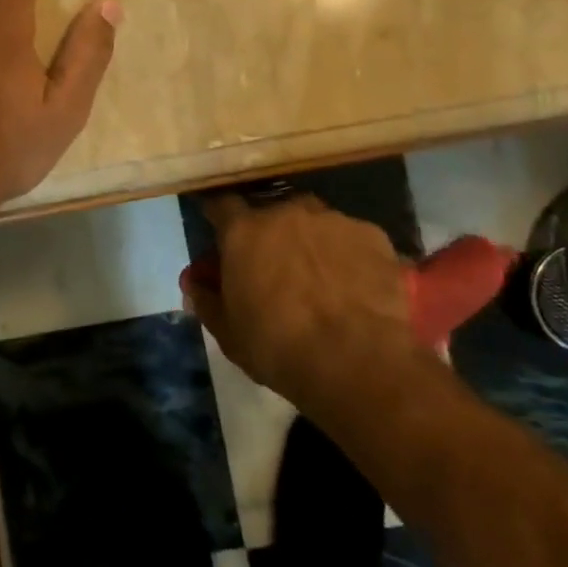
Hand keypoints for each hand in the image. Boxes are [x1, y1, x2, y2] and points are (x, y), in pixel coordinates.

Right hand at [183, 194, 424, 405]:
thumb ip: (207, 300)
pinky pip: (353, 240)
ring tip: (322, 279)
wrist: (359, 362)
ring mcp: (333, 220)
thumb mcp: (229, 333)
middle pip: (272, 213)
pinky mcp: (374, 236)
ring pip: (315, 223)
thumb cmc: (280, 348)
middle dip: (270, 234)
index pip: (221, 204)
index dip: (219, 217)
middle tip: (276, 267)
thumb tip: (194, 282)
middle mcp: (287, 212)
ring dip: (311, 242)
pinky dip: (350, 257)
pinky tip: (357, 288)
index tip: (221, 232)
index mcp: (244, 231)